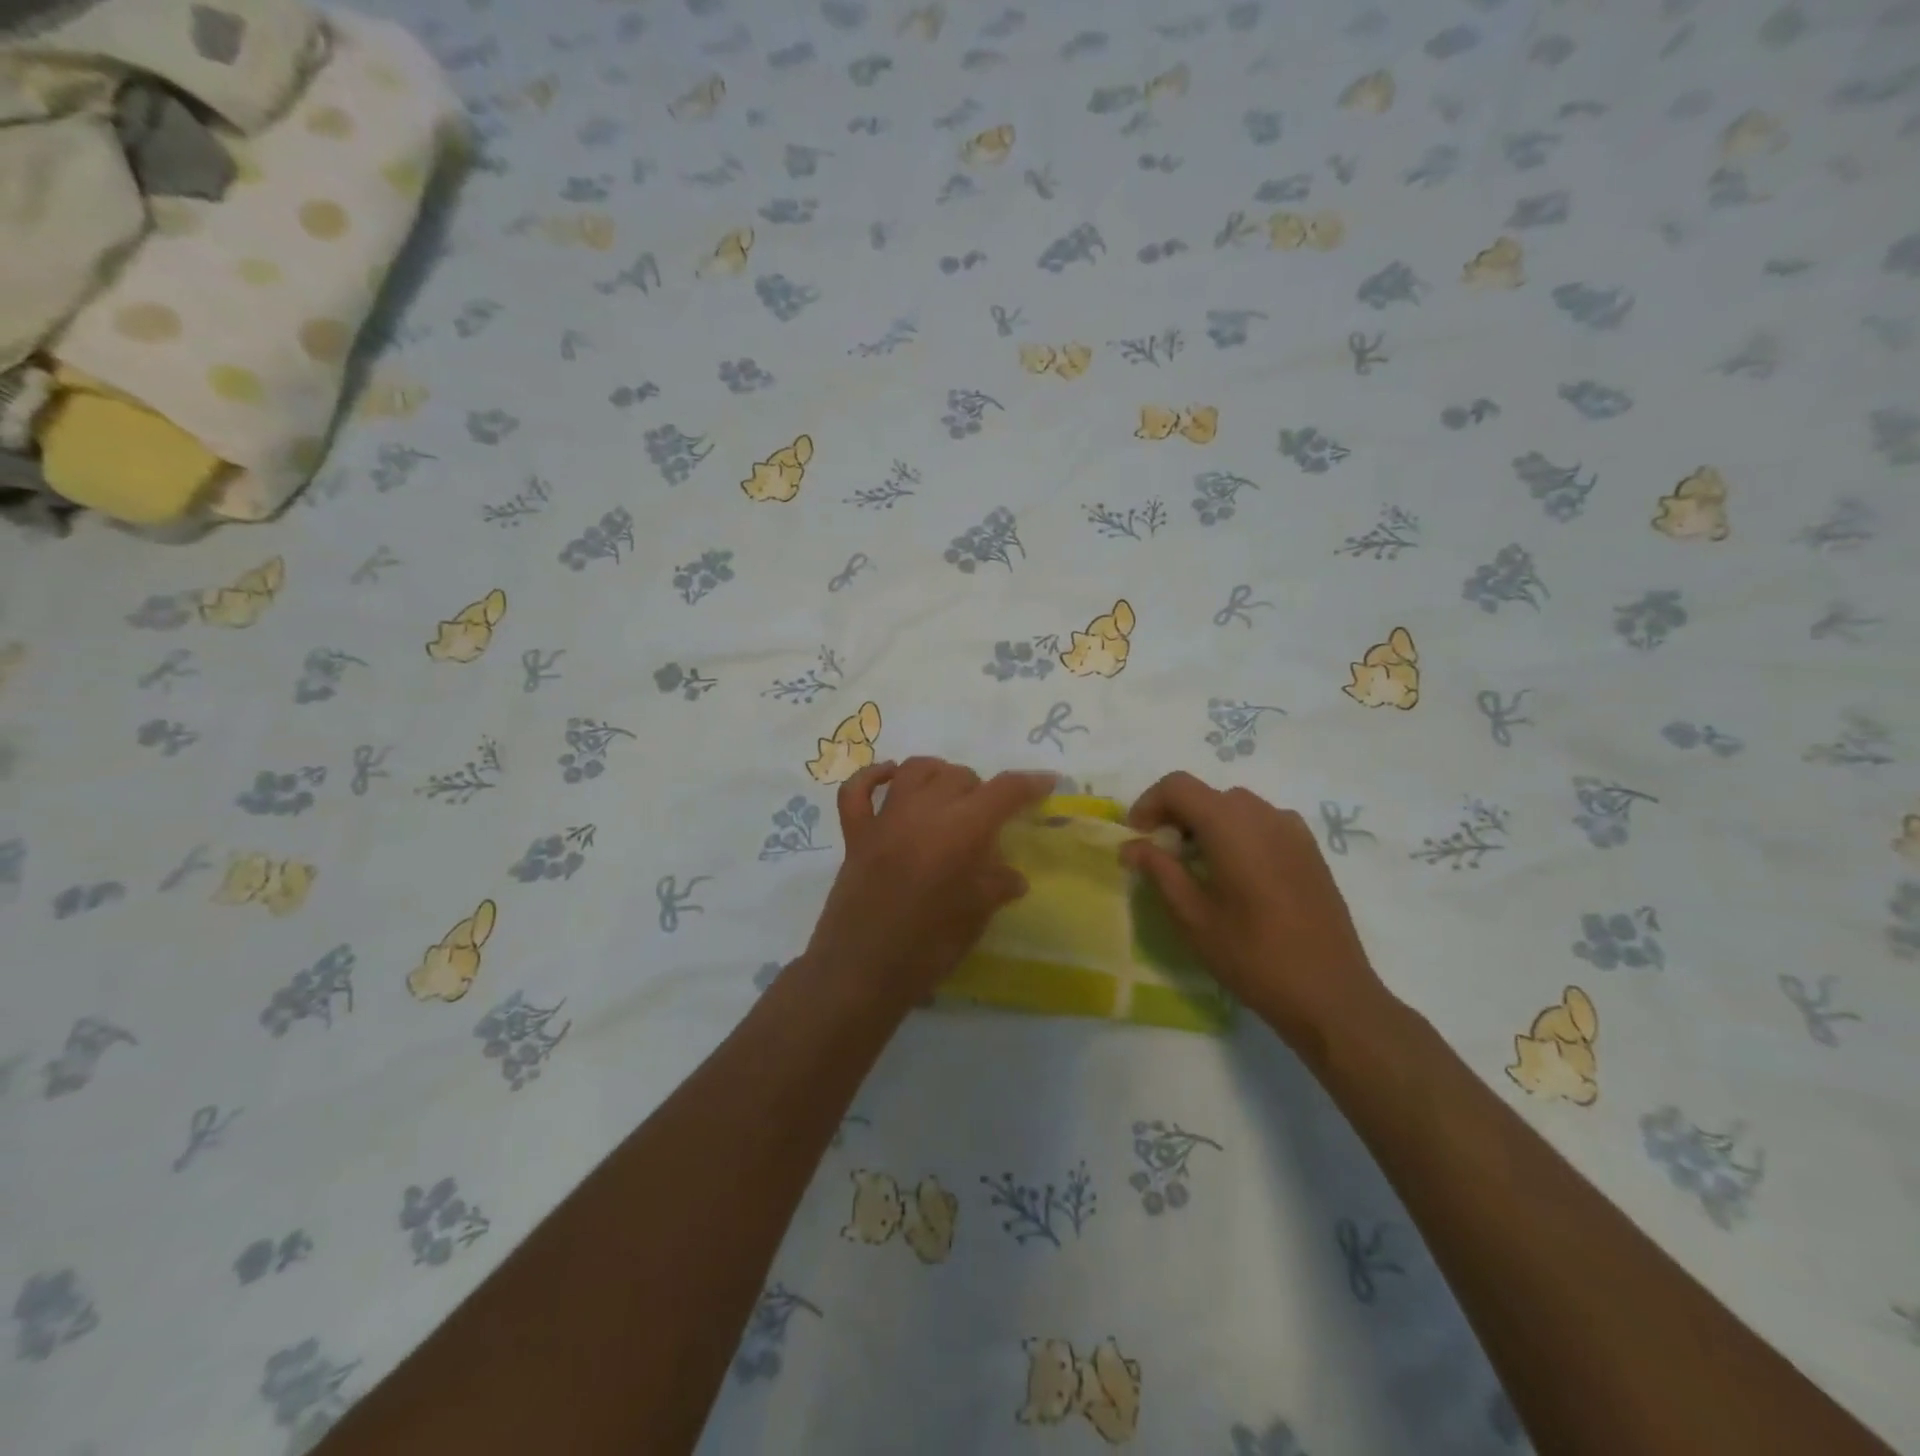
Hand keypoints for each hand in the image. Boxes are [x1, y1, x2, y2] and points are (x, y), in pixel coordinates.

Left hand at [801, 758, 1054, 1015]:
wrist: (861, 974)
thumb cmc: (927, 949)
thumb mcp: (975, 918)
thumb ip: (996, 886)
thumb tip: (1012, 875)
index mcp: (960, 832)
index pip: (1003, 791)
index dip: (1029, 783)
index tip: (1046, 782)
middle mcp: (922, 812)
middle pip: (959, 776)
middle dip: (982, 790)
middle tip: (989, 819)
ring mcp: (884, 820)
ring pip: (914, 770)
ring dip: (938, 774)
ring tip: (950, 794)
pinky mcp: (855, 835)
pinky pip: (857, 790)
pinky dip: (873, 776)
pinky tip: (890, 779)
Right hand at [1122, 773, 1389, 1053]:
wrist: (1331, 994)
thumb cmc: (1253, 956)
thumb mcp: (1192, 917)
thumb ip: (1159, 871)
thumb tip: (1130, 845)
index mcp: (1231, 825)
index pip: (1177, 785)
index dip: (1148, 803)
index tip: (1136, 838)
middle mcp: (1264, 814)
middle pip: (1207, 794)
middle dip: (1175, 816)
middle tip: (1161, 856)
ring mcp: (1293, 830)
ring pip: (1235, 808)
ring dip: (1206, 824)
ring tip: (1197, 868)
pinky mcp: (1310, 850)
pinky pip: (1263, 824)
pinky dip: (1237, 834)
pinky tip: (1237, 876)